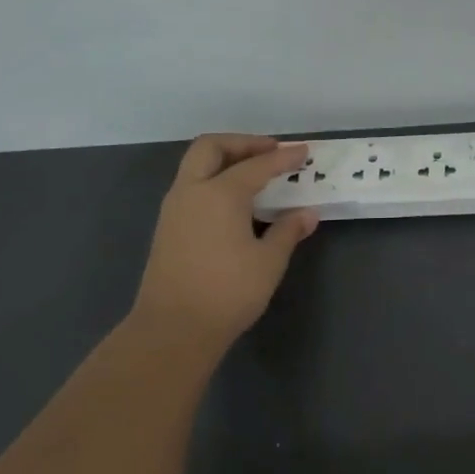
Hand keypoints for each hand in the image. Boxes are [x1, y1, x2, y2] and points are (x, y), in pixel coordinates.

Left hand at [128, 134, 318, 356]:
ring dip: (225, 160)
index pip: (257, 165)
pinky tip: (235, 200)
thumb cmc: (227, 292)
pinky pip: (192, 186)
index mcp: (220, 193)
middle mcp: (192, 191)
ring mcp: (174, 208)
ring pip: (196, 165)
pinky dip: (214, 179)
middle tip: (271, 151)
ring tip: (255, 172)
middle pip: (212, 147)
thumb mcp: (268, 262)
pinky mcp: (167, 227)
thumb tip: (306, 214)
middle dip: (243, 143)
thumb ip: (287, 231)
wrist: (172, 330)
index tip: (304, 152)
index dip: (284, 157)